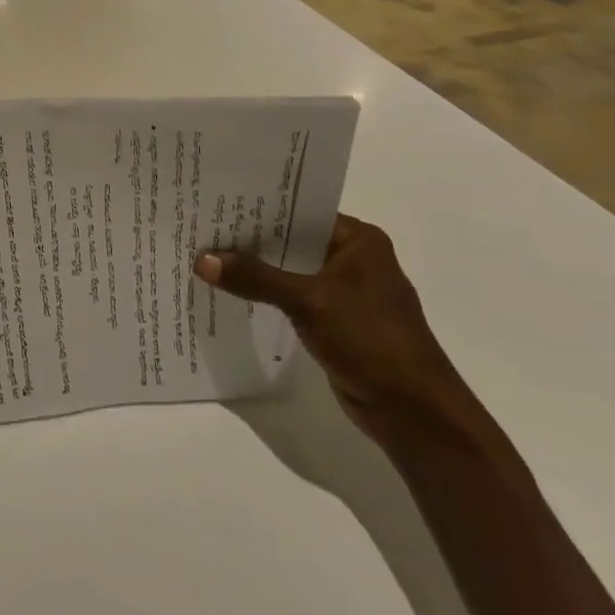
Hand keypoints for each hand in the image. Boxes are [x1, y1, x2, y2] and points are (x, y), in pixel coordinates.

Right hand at [195, 215, 476, 448]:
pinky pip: (291, 299)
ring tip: (205, 258)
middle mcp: (353, 259)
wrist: (413, 410)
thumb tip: (201, 259)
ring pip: (289, 272)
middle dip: (249, 241)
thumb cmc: (370, 340)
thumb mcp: (308, 301)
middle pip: (291, 242)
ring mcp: (345, 293)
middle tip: (201, 230)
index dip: (258, 209)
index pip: (300, 212)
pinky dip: (265, 297)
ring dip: (255, 271)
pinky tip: (230, 295)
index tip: (215, 204)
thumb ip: (255, 278)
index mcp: (359, 240)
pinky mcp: (335, 322)